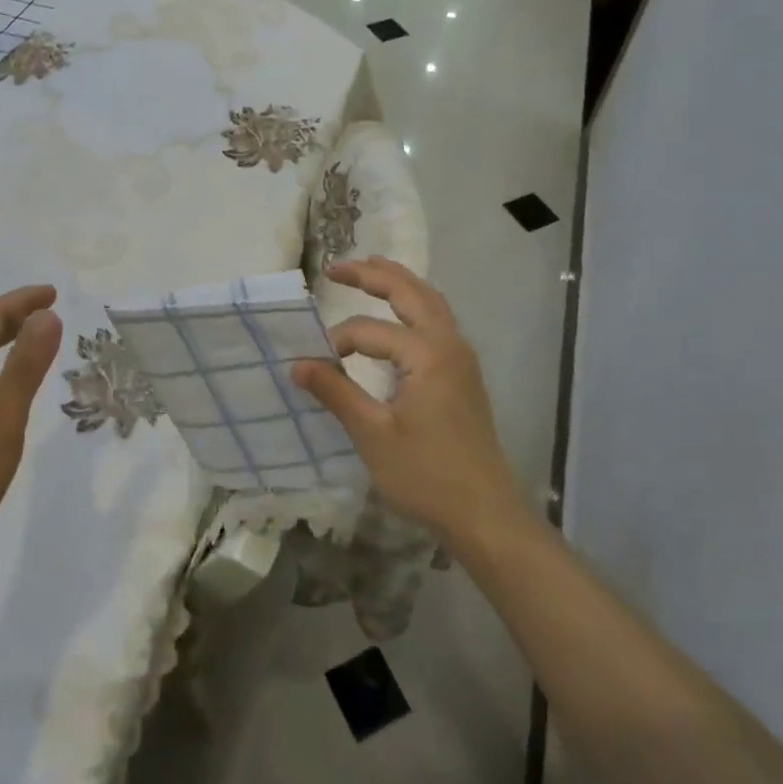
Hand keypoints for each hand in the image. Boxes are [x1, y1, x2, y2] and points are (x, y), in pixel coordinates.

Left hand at [0, 284, 62, 574]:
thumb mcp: (2, 419)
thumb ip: (26, 367)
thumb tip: (48, 314)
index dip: (19, 300)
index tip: (54, 294)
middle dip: (11, 311)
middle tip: (48, 308)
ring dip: (4, 335)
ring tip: (35, 336)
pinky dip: (1, 364)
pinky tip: (13, 386)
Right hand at [292, 258, 525, 544]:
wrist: (485, 515)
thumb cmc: (426, 475)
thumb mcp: (372, 434)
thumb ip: (335, 392)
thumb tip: (297, 364)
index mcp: (427, 354)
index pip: (370, 331)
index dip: (336, 343)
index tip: (312, 367)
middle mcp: (449, 344)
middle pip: (411, 291)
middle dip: (373, 274)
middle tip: (334, 268)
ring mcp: (461, 358)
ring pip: (430, 302)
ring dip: (398, 283)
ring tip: (367, 270)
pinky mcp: (464, 374)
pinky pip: (438, 320)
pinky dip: (414, 303)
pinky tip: (398, 314)